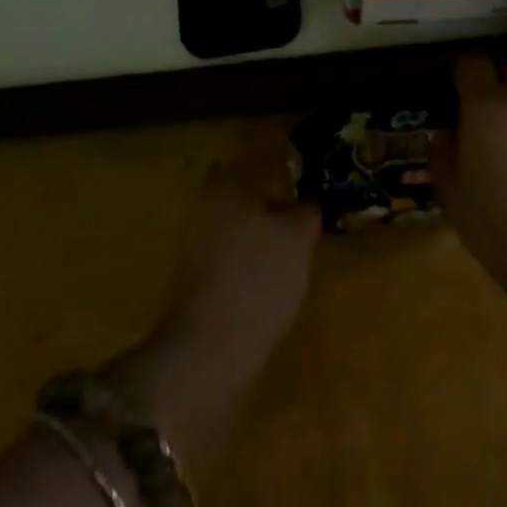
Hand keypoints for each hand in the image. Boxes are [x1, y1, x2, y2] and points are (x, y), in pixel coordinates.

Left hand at [102, 125, 319, 464]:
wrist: (206, 350)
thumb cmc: (257, 278)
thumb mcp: (298, 237)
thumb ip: (306, 209)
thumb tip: (307, 201)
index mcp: (230, 181)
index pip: (263, 156)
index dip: (289, 162)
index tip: (310, 174)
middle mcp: (208, 201)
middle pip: (246, 186)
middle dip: (272, 194)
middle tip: (304, 207)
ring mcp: (196, 239)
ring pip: (237, 218)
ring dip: (261, 224)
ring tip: (293, 241)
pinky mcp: (195, 274)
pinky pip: (230, 249)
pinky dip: (249, 252)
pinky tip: (270, 271)